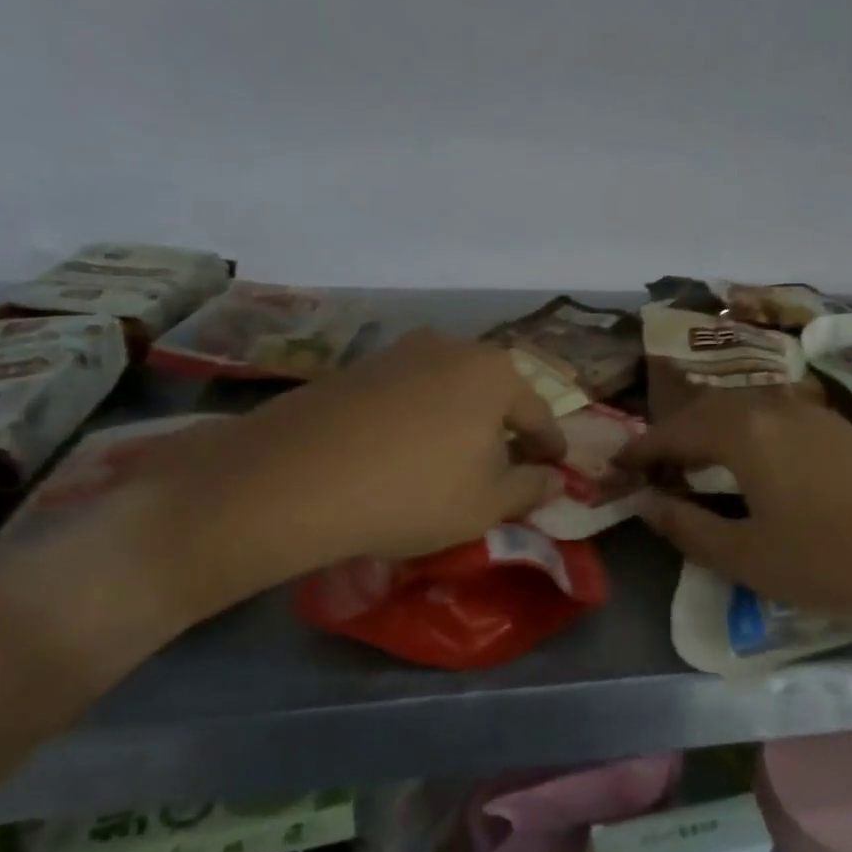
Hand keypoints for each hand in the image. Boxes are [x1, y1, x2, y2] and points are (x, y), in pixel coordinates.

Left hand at [68, 330, 566, 628]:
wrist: (295, 480)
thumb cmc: (415, 491)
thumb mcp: (488, 503)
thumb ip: (532, 487)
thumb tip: (556, 478)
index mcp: (495, 372)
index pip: (538, 414)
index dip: (550, 446)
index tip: (554, 468)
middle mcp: (450, 348)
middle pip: (493, 393)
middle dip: (503, 429)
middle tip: (505, 466)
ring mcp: (397, 353)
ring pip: (447, 390)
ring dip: (459, 422)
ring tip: (452, 461)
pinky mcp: (354, 369)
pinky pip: (406, 395)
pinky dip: (418, 421)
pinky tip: (402, 452)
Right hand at [617, 389, 851, 632]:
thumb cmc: (831, 562)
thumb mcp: (746, 556)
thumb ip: (686, 527)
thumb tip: (645, 503)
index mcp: (744, 431)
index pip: (675, 431)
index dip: (640, 450)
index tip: (615, 469)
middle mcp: (773, 405)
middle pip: (706, 409)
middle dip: (672, 435)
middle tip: (650, 468)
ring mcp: (810, 411)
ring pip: (740, 406)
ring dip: (708, 428)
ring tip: (692, 462)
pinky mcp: (836, 425)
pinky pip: (770, 413)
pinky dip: (742, 429)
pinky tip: (747, 458)